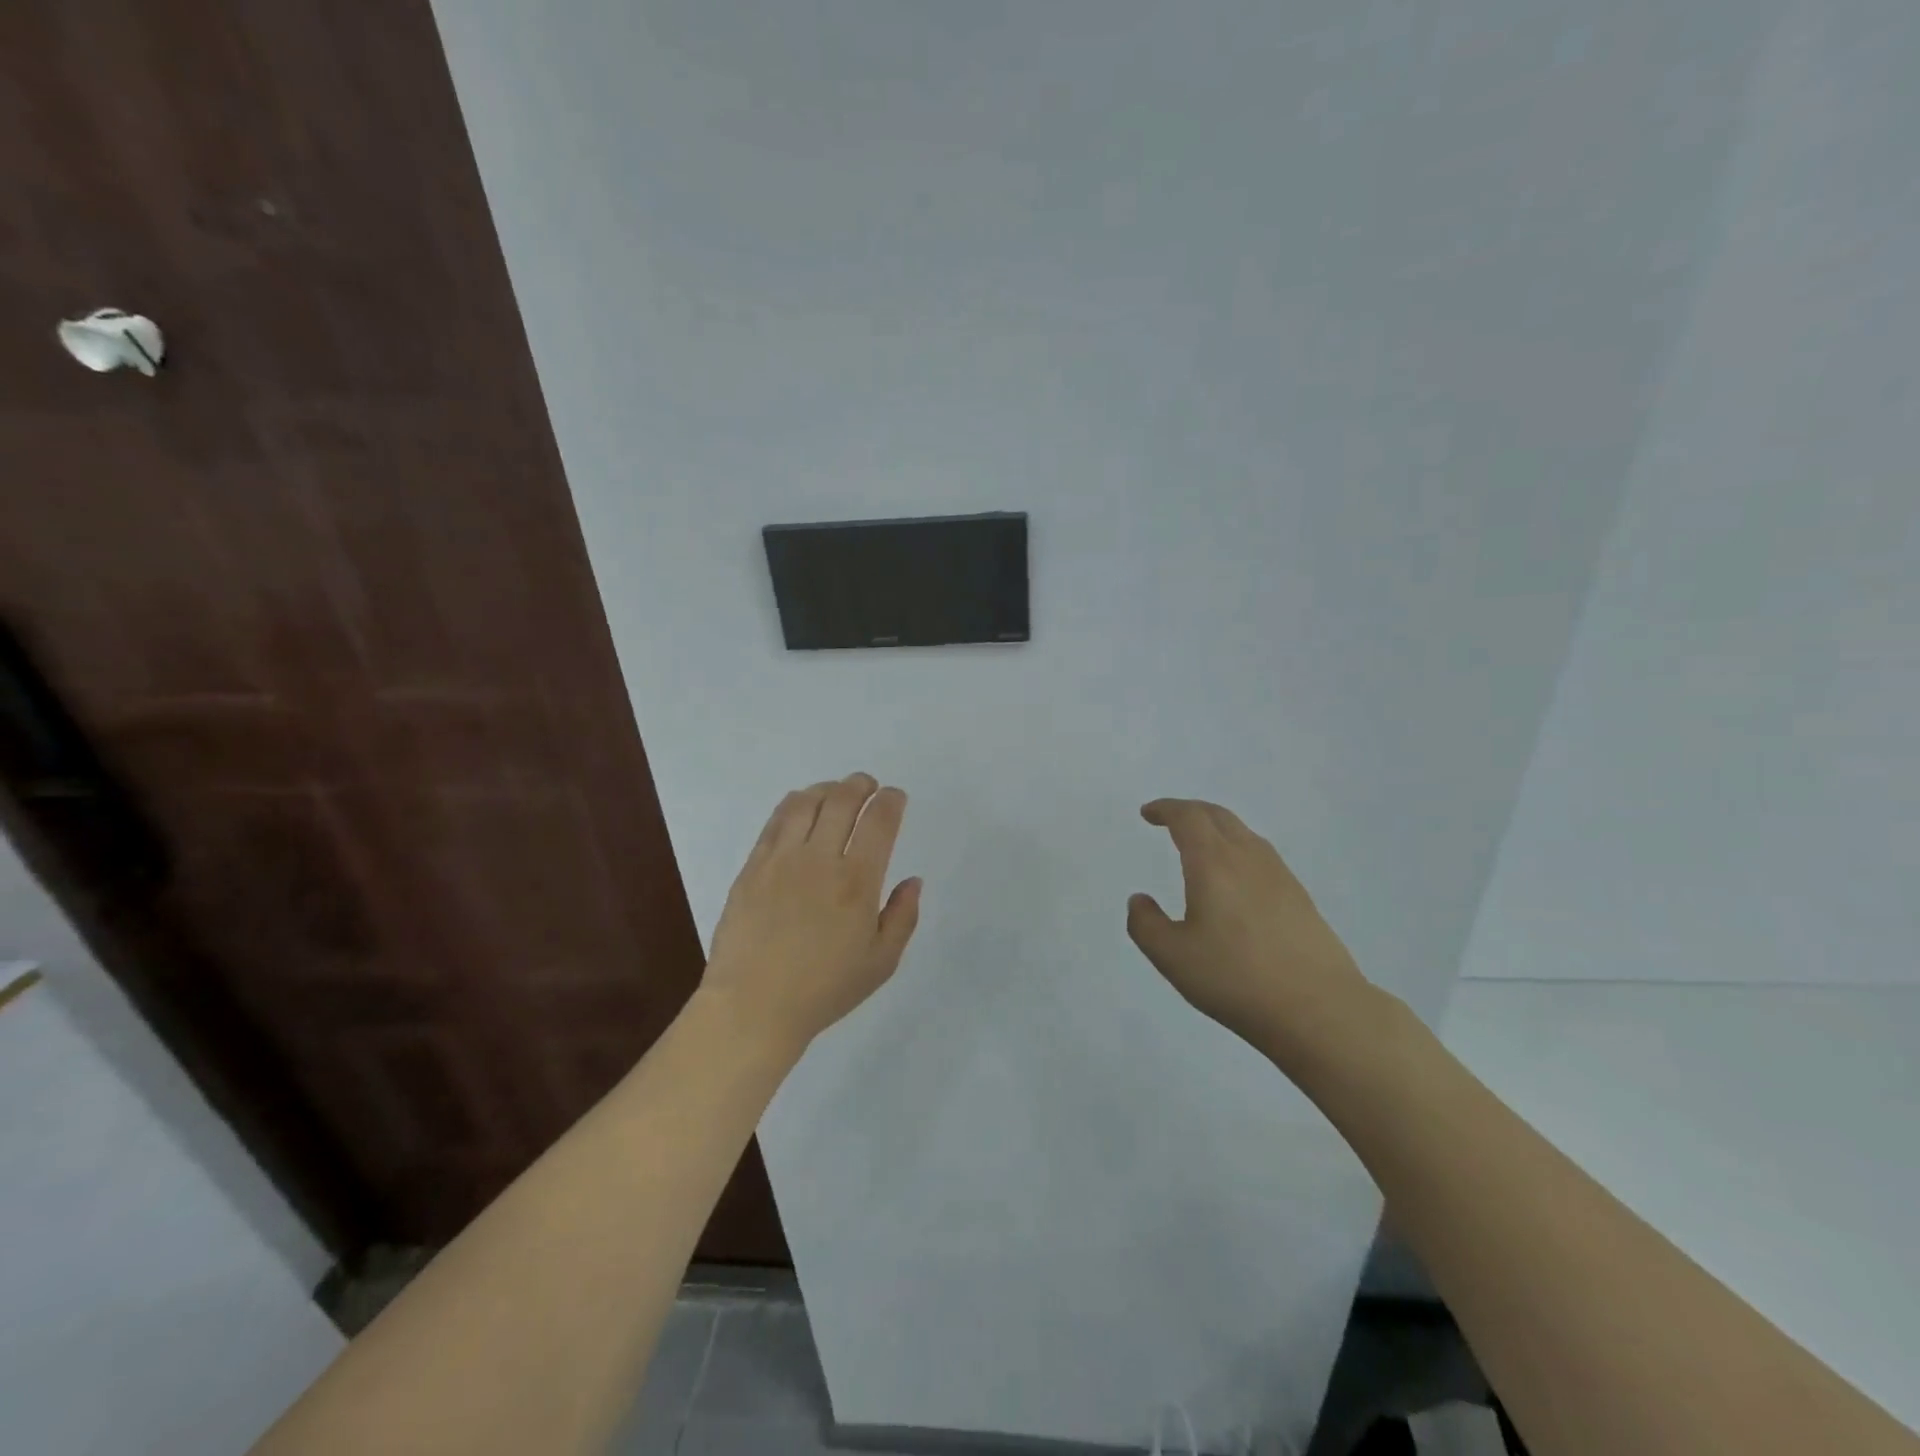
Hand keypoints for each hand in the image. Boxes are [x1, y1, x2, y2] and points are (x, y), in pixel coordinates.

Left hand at [703, 773, 921, 1051]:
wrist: (753, 1006)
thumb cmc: (824, 989)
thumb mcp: (881, 963)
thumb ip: (903, 916)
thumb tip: (913, 880)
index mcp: (857, 882)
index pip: (879, 822)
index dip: (891, 801)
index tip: (895, 796)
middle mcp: (820, 859)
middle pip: (843, 801)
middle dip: (861, 785)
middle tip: (869, 786)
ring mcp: (782, 859)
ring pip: (807, 802)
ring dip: (828, 788)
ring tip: (837, 791)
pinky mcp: (754, 866)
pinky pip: (776, 820)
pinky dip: (794, 803)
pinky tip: (802, 805)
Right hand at [1127, 799, 1384, 1067]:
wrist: (1319, 1009)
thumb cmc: (1236, 978)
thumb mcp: (1173, 957)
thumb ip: (1146, 925)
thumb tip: (1140, 900)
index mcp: (1213, 863)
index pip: (1188, 818)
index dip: (1166, 809)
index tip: (1148, 813)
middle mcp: (1248, 858)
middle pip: (1218, 817)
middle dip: (1190, 811)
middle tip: (1169, 820)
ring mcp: (1279, 876)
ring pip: (1244, 834)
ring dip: (1216, 828)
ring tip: (1199, 846)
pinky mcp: (1299, 898)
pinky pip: (1261, 856)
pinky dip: (1238, 850)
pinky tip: (1235, 880)